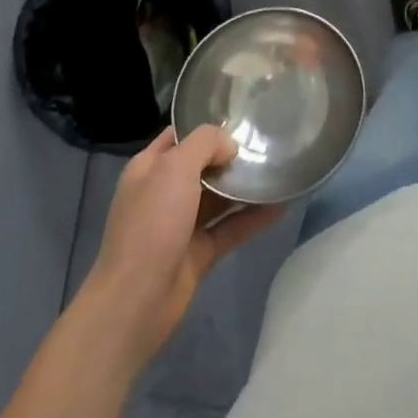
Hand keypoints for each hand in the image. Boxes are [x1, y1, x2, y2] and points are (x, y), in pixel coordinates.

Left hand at [83, 125, 281, 370]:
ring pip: (219, 197)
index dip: (207, 126)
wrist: (136, 300)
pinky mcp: (200, 252)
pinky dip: (254, 217)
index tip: (243, 117)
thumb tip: (229, 147)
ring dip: (245, 185)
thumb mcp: (174, 168)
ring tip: (280, 169)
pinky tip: (281, 205)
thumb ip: (205, 144)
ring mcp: (182, 224)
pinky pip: (231, 227)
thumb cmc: (152, 223)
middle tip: (268, 142)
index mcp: (149, 168)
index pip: (180, 136)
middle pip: (203, 165)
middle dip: (232, 155)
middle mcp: (164, 192)